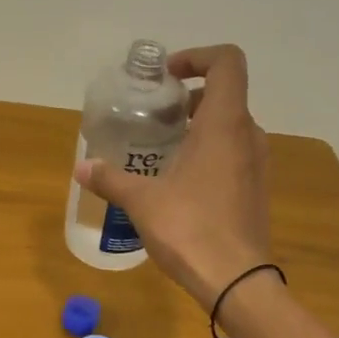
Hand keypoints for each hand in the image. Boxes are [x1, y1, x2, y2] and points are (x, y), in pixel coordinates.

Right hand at [75, 44, 271, 307]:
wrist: (236, 280)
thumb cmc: (190, 229)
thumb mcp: (141, 202)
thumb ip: (111, 179)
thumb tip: (81, 168)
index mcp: (224, 124)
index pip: (226, 62)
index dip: (197, 57)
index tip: (166, 77)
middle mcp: (248, 136)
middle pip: (226, 95)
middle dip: (189, 97)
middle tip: (154, 116)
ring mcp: (258, 164)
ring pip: (230, 127)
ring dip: (199, 127)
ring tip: (162, 149)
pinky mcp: (256, 189)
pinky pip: (234, 154)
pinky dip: (209, 153)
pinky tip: (180, 182)